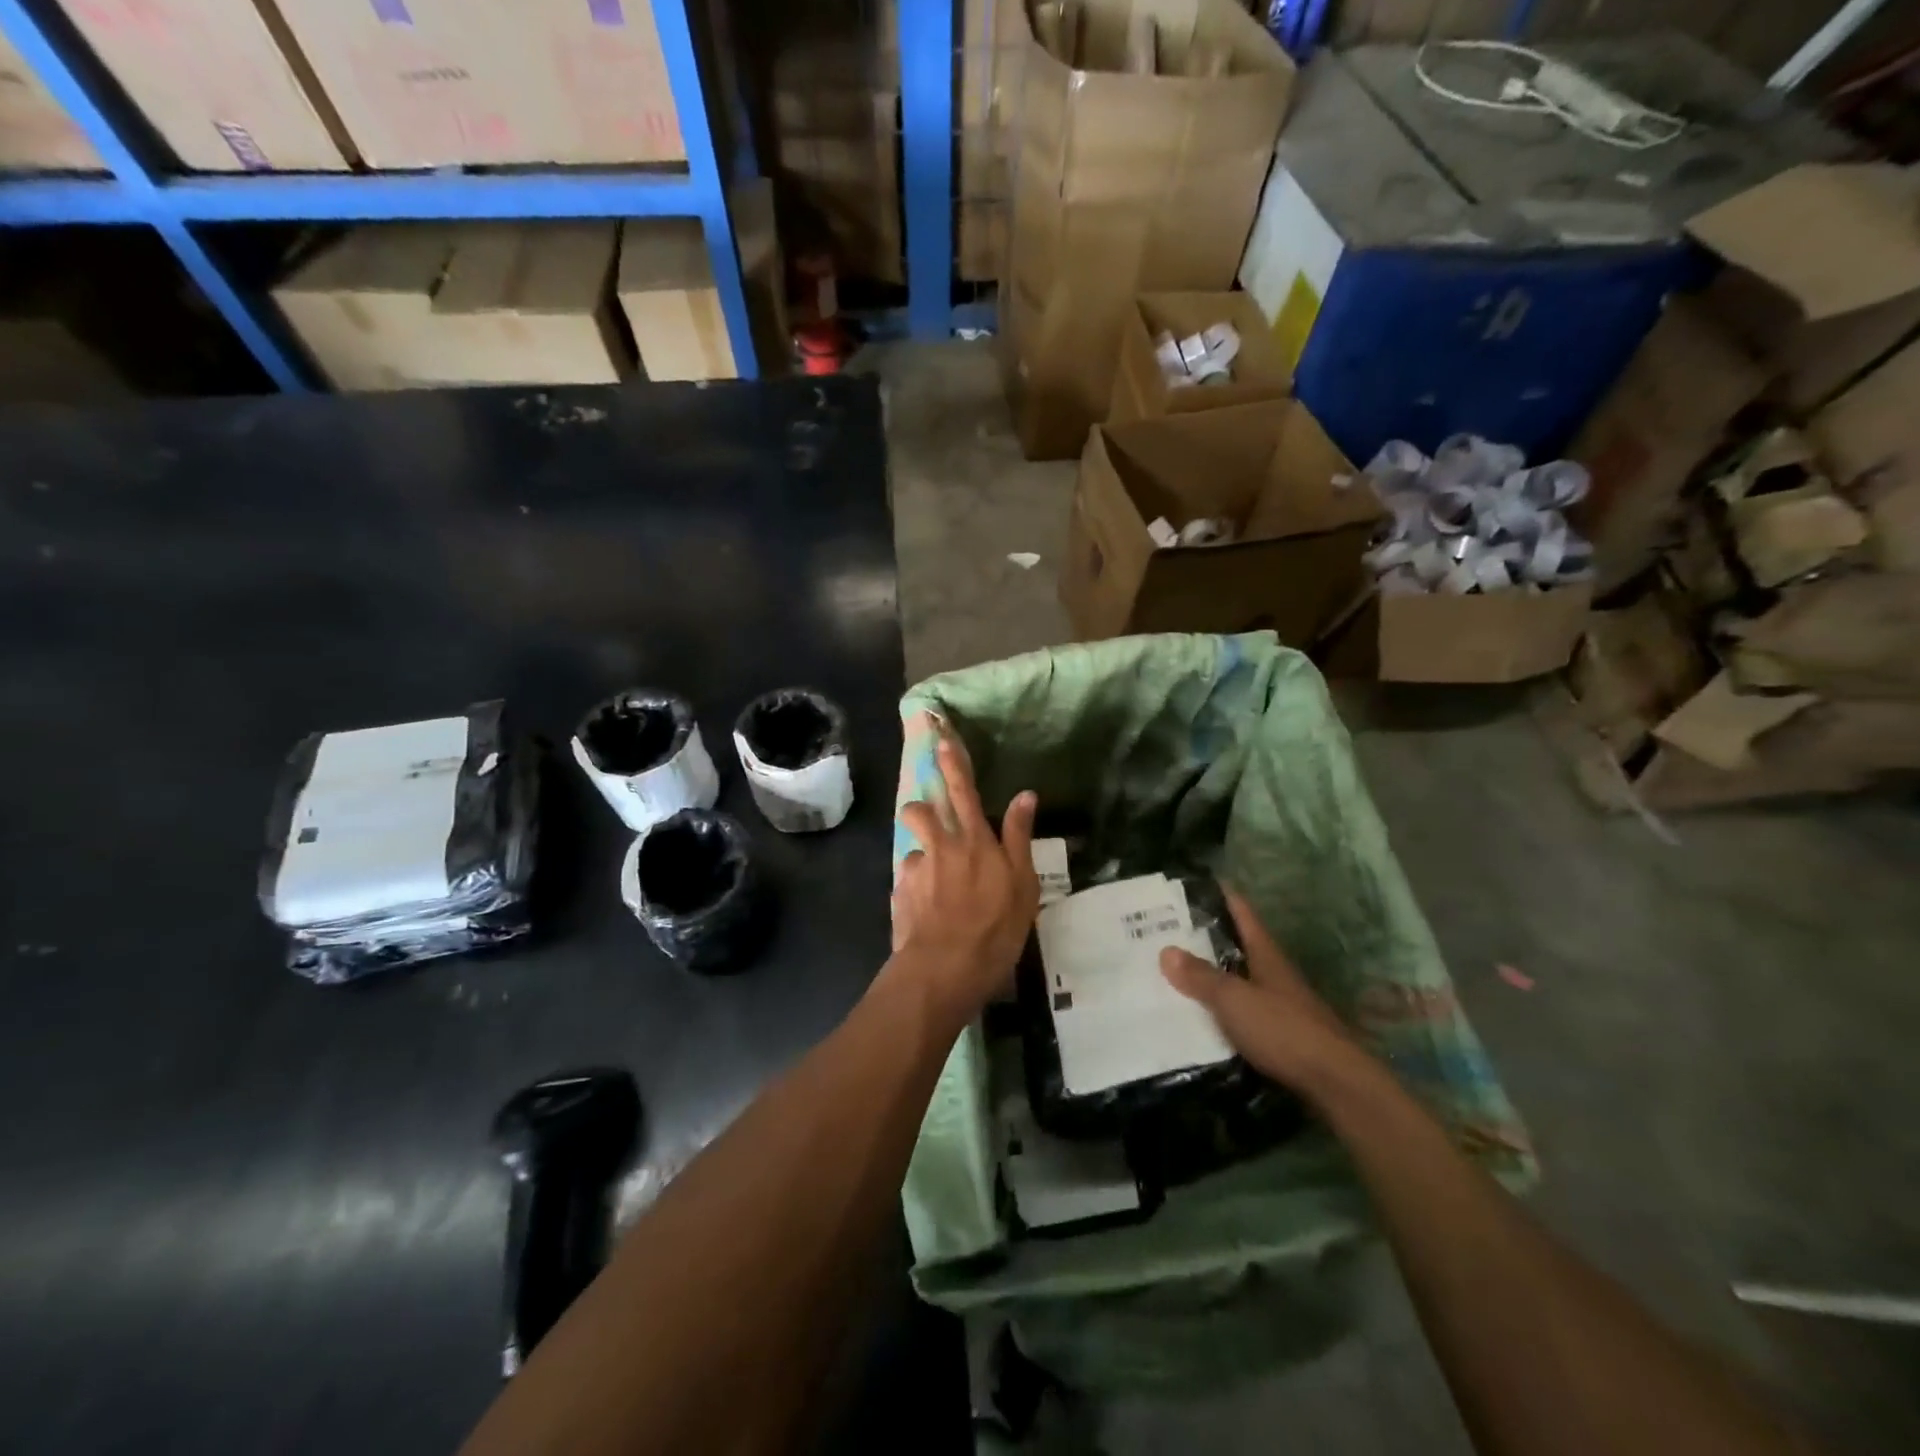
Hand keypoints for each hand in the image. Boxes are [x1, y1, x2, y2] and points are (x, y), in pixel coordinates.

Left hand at [890, 733, 1038, 1024]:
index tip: (939, 738)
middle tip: (928, 814)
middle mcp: (942, 846)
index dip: (952, 763)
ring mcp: (917, 869)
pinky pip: (908, 878)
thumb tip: (1025, 795)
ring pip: (912, 842)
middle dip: (921, 801)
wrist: (947, 967)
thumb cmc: (996, 927)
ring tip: (932, 870)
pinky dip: (916, 886)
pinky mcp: (900, 892)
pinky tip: (926, 909)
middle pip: (923, 809)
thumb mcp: (1023, 884)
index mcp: (975, 841)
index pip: (963, 791)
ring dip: (920, 846)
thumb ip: (1020, 837)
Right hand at [1160, 888, 1361, 1097]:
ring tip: (1172, 973)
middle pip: (1237, 946)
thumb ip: (1201, 977)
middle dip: (1205, 938)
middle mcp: (1273, 973)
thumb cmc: (1283, 1030)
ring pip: (1238, 980)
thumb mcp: (1234, 1000)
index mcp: (1265, 954)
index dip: (1220, 895)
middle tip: (1165, 932)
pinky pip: (1241, 1012)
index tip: (1191, 884)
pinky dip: (1219, 1008)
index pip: (1241, 912)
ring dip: (1211, 975)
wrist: (1335, 1084)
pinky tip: (1197, 1016)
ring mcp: (1279, 1004)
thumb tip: (1166, 950)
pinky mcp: (1279, 1035)